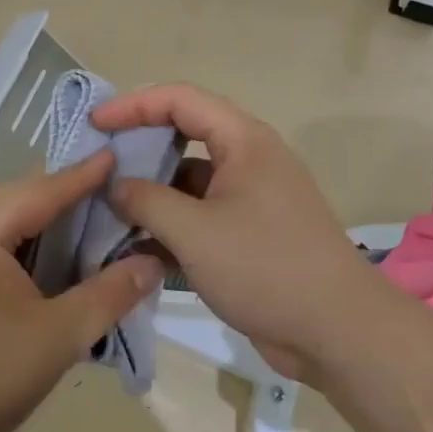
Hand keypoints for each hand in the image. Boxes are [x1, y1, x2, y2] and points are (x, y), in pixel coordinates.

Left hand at [0, 152, 164, 431]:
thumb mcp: (59, 335)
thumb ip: (109, 294)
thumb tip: (152, 263)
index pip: (43, 190)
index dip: (84, 176)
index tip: (117, 155)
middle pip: (18, 198)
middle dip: (63, 193)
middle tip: (109, 189)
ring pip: (0, 220)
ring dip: (41, 218)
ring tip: (83, 217)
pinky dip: (19, 240)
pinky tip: (42, 255)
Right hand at [93, 84, 377, 381]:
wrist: (337, 331)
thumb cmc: (265, 268)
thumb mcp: (195, 232)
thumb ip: (146, 201)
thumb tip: (116, 186)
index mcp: (243, 140)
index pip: (180, 100)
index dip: (133, 104)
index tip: (95, 124)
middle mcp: (248, 158)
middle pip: (185, 133)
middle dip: (140, 145)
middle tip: (99, 161)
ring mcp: (251, 196)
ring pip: (190, 177)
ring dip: (152, 189)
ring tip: (109, 206)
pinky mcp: (250, 231)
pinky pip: (201, 211)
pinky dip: (171, 221)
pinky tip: (137, 244)